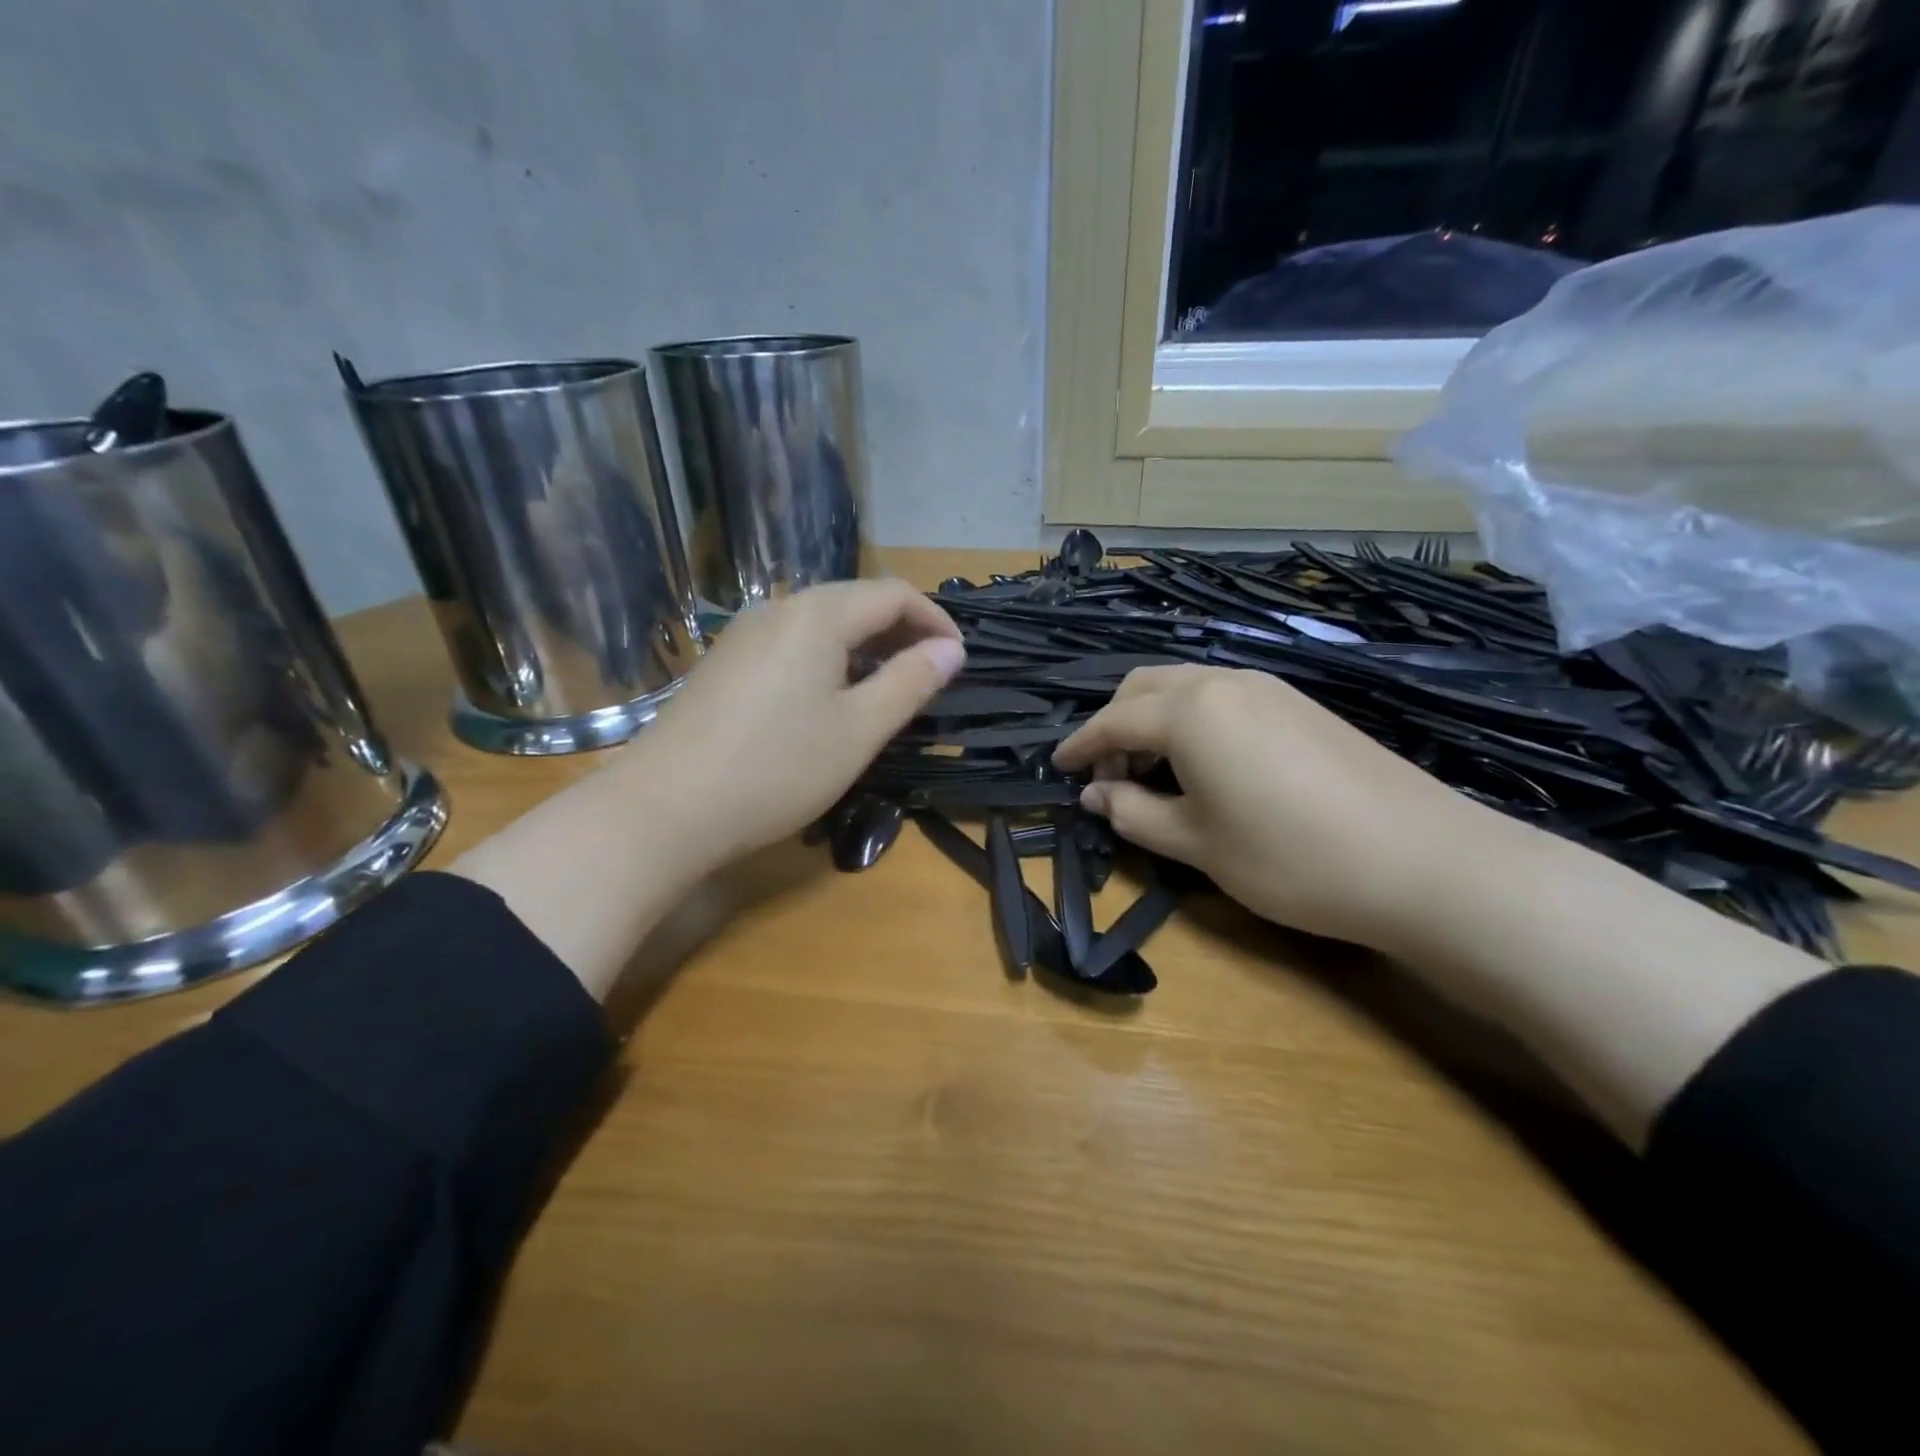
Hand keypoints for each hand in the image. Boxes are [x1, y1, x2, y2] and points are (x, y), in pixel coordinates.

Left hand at [633, 579, 964, 870]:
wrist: (664, 809)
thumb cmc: (777, 769)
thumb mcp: (859, 730)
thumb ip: (910, 683)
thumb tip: (951, 650)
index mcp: (817, 615)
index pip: (894, 594)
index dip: (935, 621)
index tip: (958, 661)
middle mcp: (778, 609)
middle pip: (856, 601)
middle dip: (902, 631)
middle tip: (929, 676)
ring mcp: (744, 634)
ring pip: (822, 623)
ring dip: (865, 646)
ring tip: (886, 690)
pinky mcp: (725, 662)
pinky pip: (792, 643)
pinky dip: (828, 659)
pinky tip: (829, 700)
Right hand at [1052, 665, 1510, 954]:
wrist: (1422, 861)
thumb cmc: (1290, 857)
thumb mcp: (1197, 844)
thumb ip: (1133, 813)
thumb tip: (1095, 795)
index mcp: (1189, 710)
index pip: (1113, 719)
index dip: (1080, 746)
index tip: (1057, 768)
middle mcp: (1224, 682)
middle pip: (1146, 687)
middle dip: (1115, 725)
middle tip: (1108, 777)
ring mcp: (1269, 688)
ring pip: (1186, 687)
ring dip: (1155, 720)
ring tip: (1153, 773)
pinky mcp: (1301, 705)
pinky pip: (1224, 697)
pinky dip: (1194, 721)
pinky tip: (1206, 766)